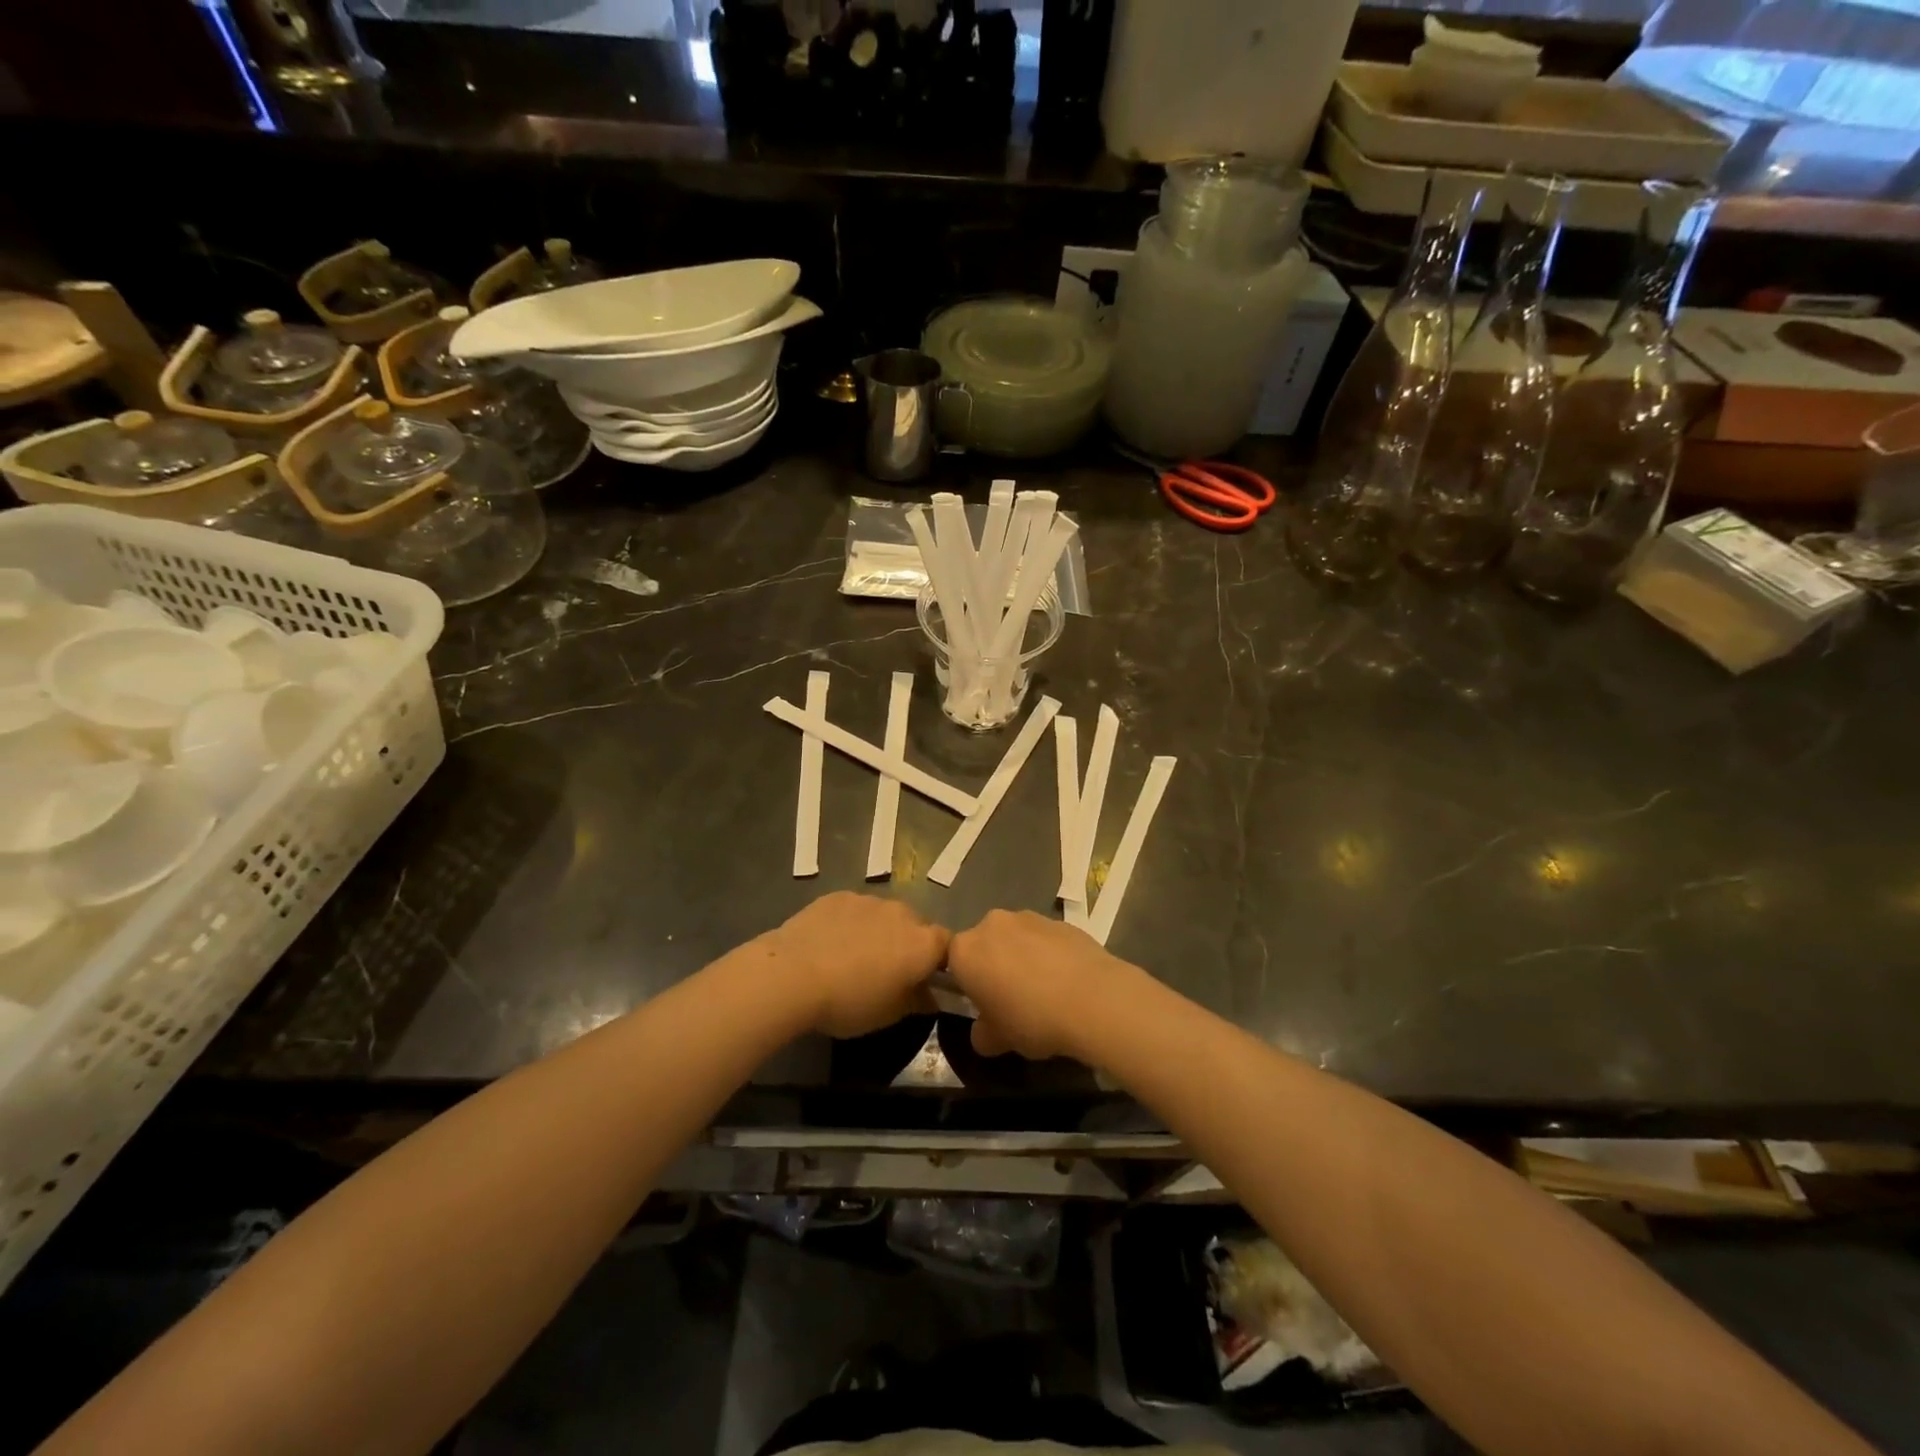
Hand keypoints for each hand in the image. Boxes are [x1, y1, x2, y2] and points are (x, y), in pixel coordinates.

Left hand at [762, 892, 949, 1038]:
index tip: (924, 980)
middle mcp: (903, 913)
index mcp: (923, 943)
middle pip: (916, 926)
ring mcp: (869, 900)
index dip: (939, 962)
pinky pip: (855, 910)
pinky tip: (830, 944)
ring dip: (879, 932)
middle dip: (908, 944)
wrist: (792, 974)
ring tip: (853, 958)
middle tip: (887, 971)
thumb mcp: (889, 1015)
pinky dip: (851, 924)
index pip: (948, 945)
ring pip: (885, 916)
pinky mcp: (838, 896)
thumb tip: (930, 997)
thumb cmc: (850, 1001)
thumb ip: (917, 1001)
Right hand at [946, 910, 1141, 1060]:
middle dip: (994, 966)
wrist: (1094, 999)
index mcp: (966, 950)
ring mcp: (1028, 917)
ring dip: (1022, 958)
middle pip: (985, 945)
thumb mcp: (998, 1040)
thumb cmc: (1032, 1019)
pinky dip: (1049, 955)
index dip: (966, 984)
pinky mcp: (1060, 920)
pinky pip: (1045, 939)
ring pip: (1015, 939)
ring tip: (1045, 991)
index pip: (952, 962)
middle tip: (1012, 1000)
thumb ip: (982, 1034)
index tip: (983, 1005)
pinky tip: (1067, 981)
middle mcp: (992, 924)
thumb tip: (984, 1031)